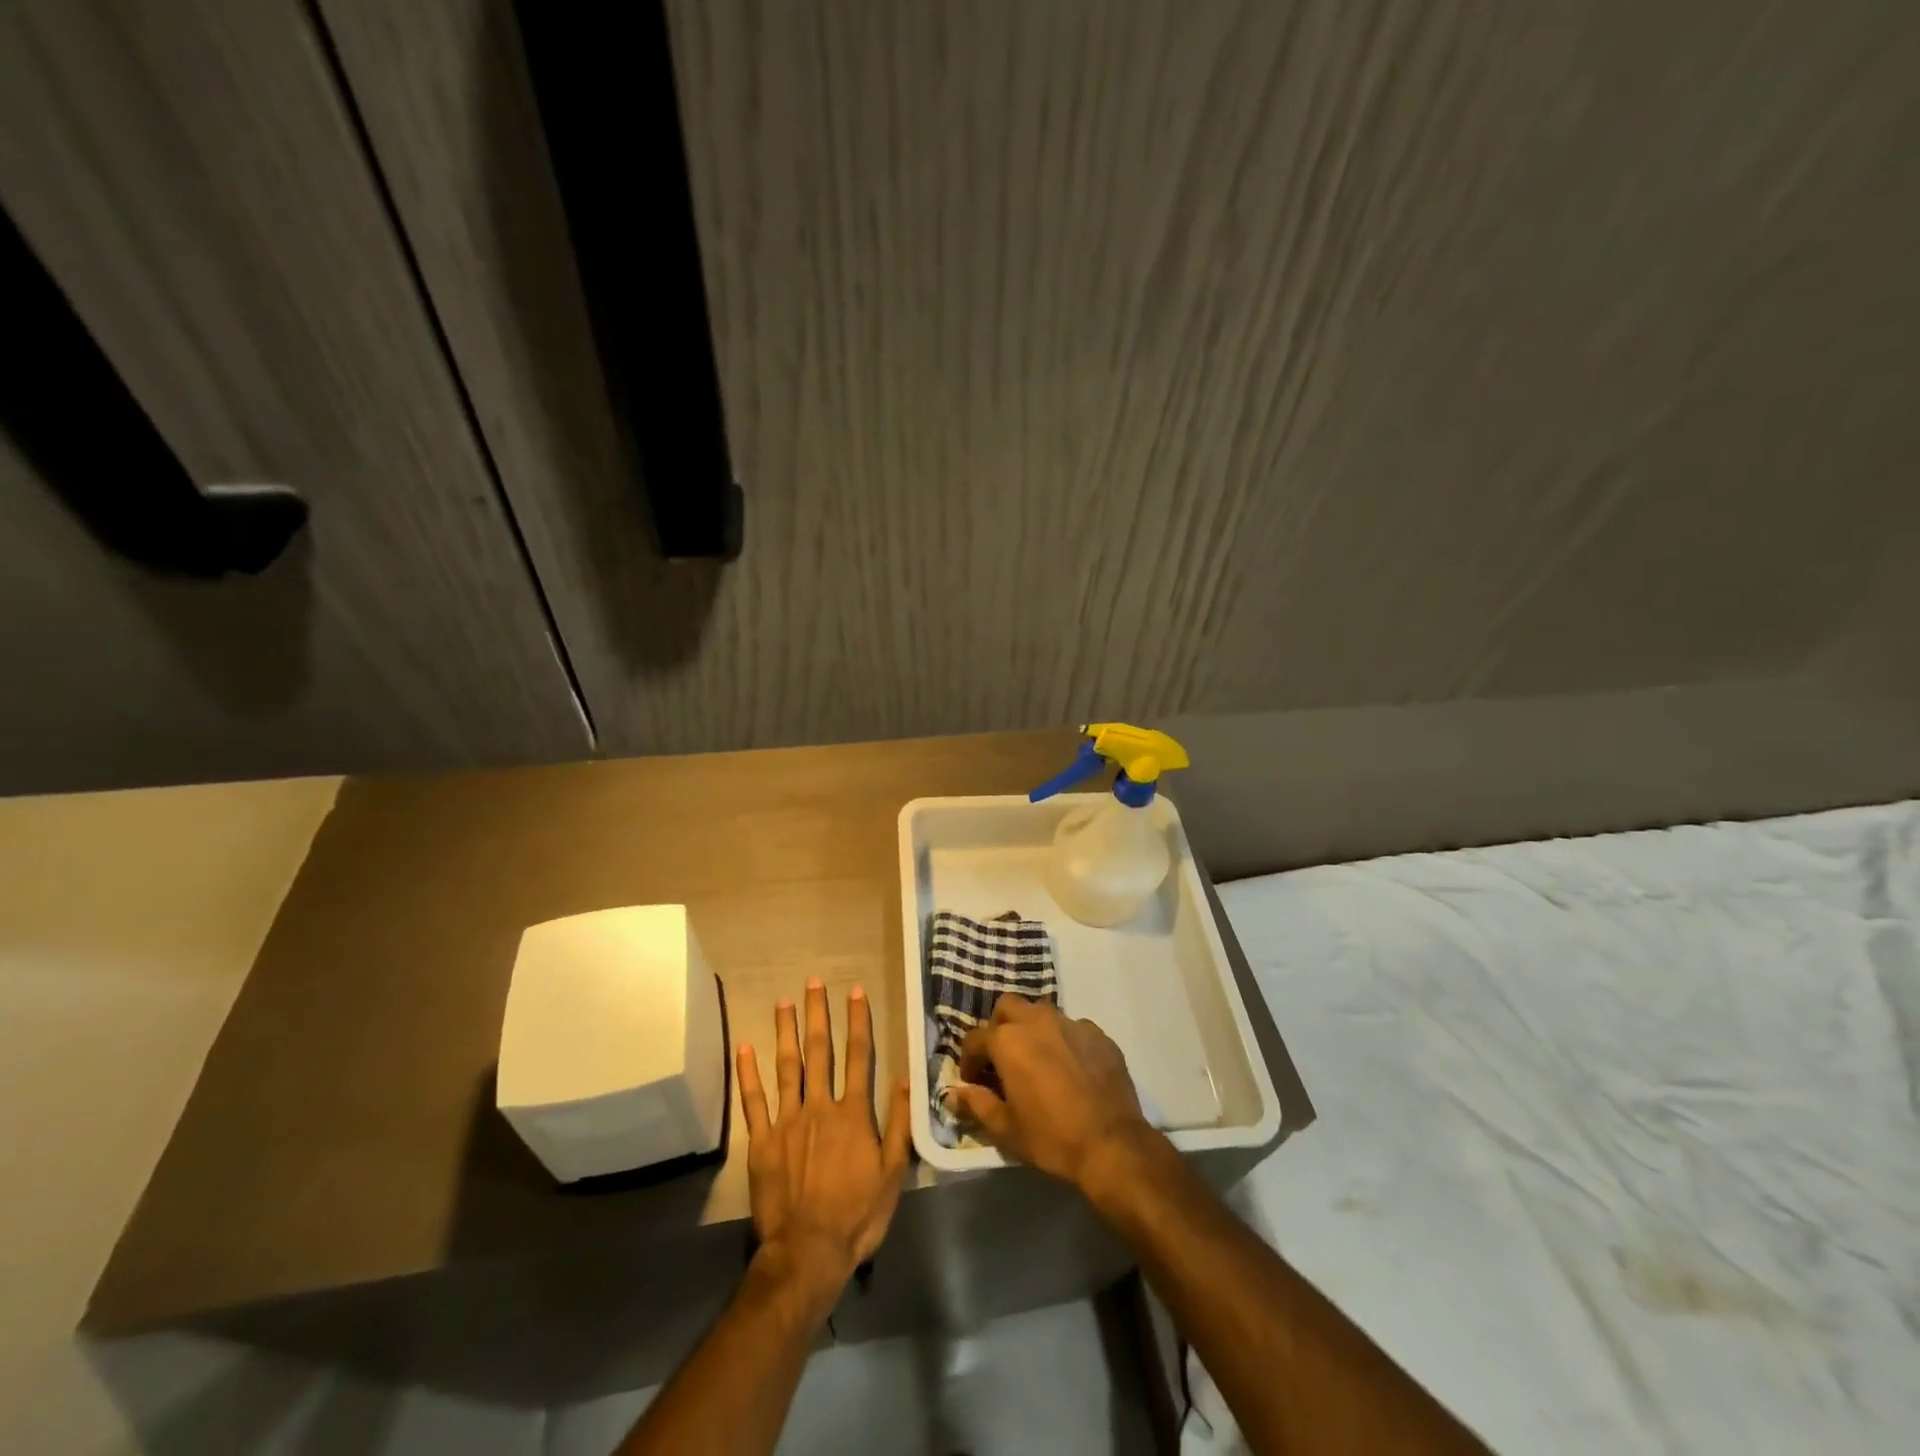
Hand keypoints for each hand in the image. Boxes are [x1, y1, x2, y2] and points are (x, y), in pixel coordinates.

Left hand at [736, 979, 911, 1314]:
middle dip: (818, 1014)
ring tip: (783, 1001)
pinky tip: (745, 1047)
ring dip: (785, 1031)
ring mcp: (787, 1122)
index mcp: (853, 1113)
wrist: (808, 1253)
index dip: (858, 1021)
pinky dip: (749, 1073)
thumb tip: (906, 1078)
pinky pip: (754, 1101)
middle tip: (813, 982)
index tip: (855, 991)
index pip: (859, 1056)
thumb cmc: (857, 1215)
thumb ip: (900, 1123)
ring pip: (787, 1066)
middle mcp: (820, 1106)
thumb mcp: (894, 1174)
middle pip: (820, 1051)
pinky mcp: (762, 1142)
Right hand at [945, 995, 1157, 1194]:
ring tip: (1036, 1059)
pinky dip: (1063, 1040)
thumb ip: (976, 1105)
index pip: (975, 1039)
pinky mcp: (1098, 1033)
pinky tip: (1070, 1067)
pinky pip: (1072, 1027)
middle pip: (1007, 1007)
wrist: (1112, 1144)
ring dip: (1031, 1028)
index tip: (974, 1081)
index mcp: (1008, 1041)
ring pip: (1041, 1012)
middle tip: (1002, 1058)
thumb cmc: (1051, 1137)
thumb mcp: (1005, 1129)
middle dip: (998, 1027)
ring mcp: (1070, 1023)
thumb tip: (953, 1095)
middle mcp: (1037, 1021)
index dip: (969, 1060)